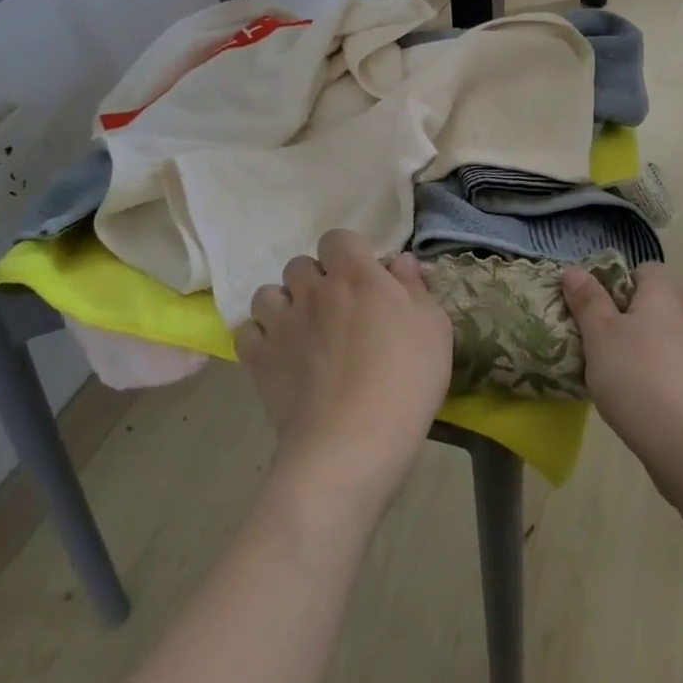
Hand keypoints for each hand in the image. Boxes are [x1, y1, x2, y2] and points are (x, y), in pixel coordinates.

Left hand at [239, 229, 453, 513]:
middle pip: (301, 264)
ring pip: (269, 293)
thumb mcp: (434, 329)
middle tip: (339, 311)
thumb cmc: (405, 381)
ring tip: (304, 331)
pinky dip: (261, 338)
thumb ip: (415, 288)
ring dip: (285, 304)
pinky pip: (248, 331)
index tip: (366, 280)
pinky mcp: (258, 359)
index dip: (349, 254)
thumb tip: (399, 261)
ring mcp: (280, 323)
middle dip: (317, 280)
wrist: (351, 444)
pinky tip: (280, 356)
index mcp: (356, 275)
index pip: (338, 238)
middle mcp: (312, 289)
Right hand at [562, 263, 682, 501]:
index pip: (642, 270)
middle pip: (653, 304)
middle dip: (625, 319)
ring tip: (614, 378)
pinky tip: (642, 403)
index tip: (592, 311)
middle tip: (596, 344)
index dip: (615, 284)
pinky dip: (660, 377)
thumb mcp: (600, 336)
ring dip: (642, 350)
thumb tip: (574, 270)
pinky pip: (677, 368)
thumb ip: (587, 300)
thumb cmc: (641, 380)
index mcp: (665, 292)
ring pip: (665, 338)